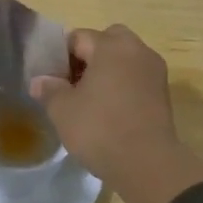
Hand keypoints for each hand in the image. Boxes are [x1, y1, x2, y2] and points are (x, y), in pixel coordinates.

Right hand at [31, 25, 202, 202]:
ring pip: (124, 59)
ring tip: (90, 100)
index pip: (78, 37)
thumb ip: (49, 89)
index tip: (51, 78)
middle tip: (72, 83)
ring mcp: (154, 71)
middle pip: (107, 41)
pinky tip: (110, 111)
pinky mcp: (164, 94)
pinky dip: (123, 86)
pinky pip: (136, 78)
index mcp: (111, 46)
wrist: (147, 165)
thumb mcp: (62, 110)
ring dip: (107, 71)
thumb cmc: (100, 128)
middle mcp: (137, 50)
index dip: (60, 55)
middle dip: (88, 57)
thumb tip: (39, 81)